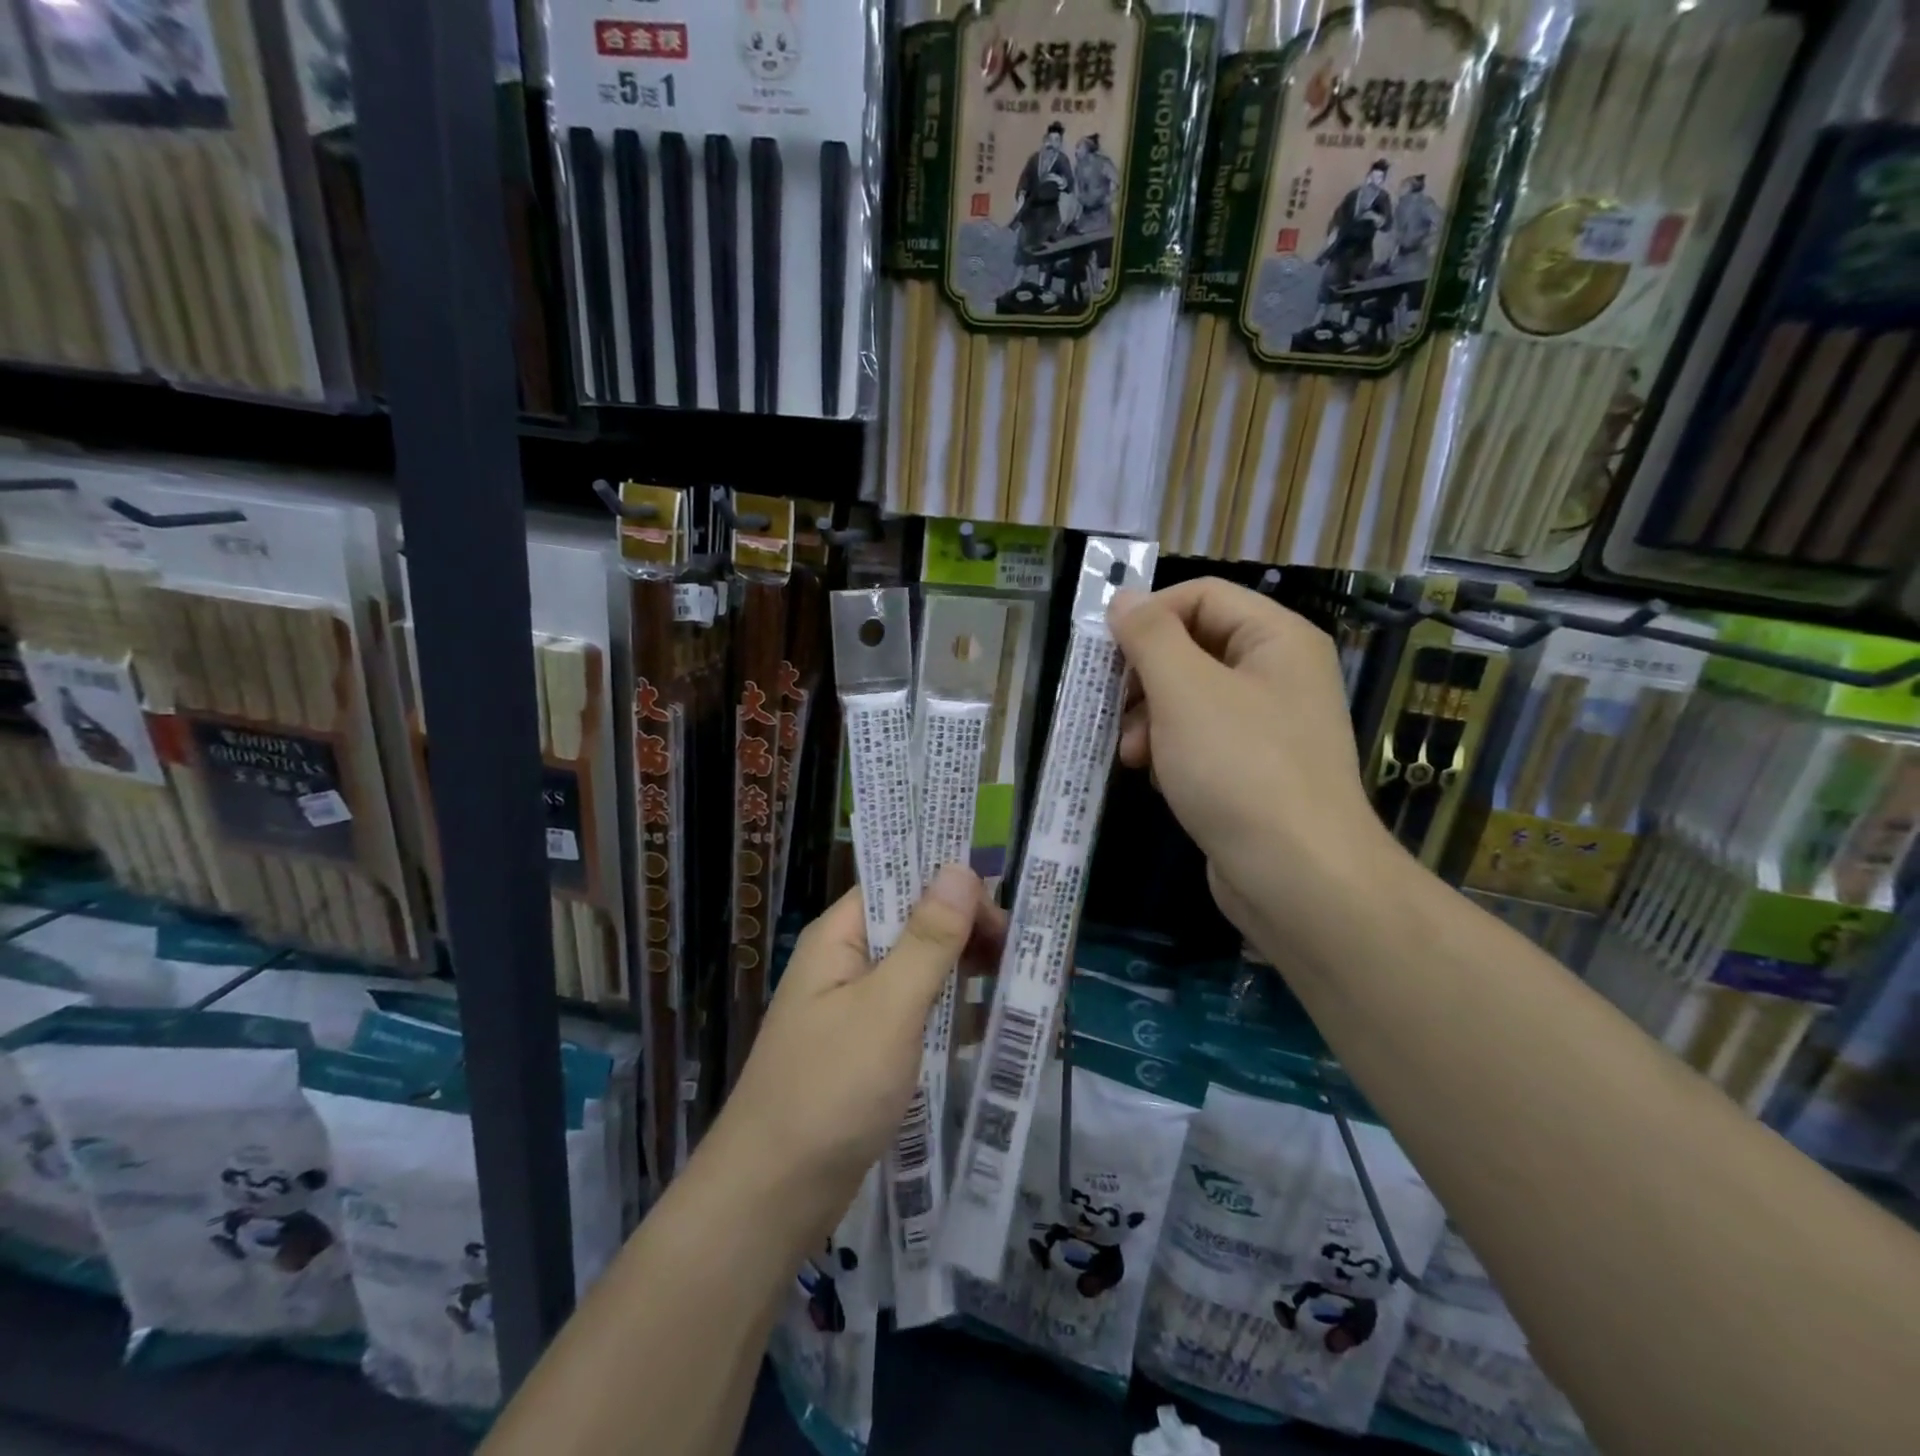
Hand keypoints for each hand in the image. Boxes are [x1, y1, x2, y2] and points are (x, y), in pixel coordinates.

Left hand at [709, 866, 1004, 1245]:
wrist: (772, 1198)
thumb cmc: (830, 1090)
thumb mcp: (888, 1007)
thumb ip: (928, 939)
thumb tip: (959, 867)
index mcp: (841, 937)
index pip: (900, 883)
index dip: (950, 887)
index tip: (1002, 910)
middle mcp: (847, 963)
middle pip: (915, 926)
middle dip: (967, 932)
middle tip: (1020, 952)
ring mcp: (858, 1010)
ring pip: (922, 972)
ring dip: (966, 973)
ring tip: (1022, 981)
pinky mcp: (870, 1051)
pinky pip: (919, 1015)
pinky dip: (954, 1015)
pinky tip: (995, 1026)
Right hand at [1107, 580, 1396, 946]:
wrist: (1297, 876)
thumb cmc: (1239, 768)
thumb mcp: (1184, 690)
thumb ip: (1149, 636)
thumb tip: (1123, 597)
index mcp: (1276, 638)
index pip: (1202, 595)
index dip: (1149, 614)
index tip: (1105, 651)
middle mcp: (1278, 673)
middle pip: (1193, 645)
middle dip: (1144, 675)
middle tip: (1112, 706)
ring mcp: (1269, 725)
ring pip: (1191, 696)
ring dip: (1149, 716)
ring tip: (1128, 752)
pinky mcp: (1254, 769)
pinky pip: (1201, 738)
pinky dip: (1169, 748)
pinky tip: (1151, 775)